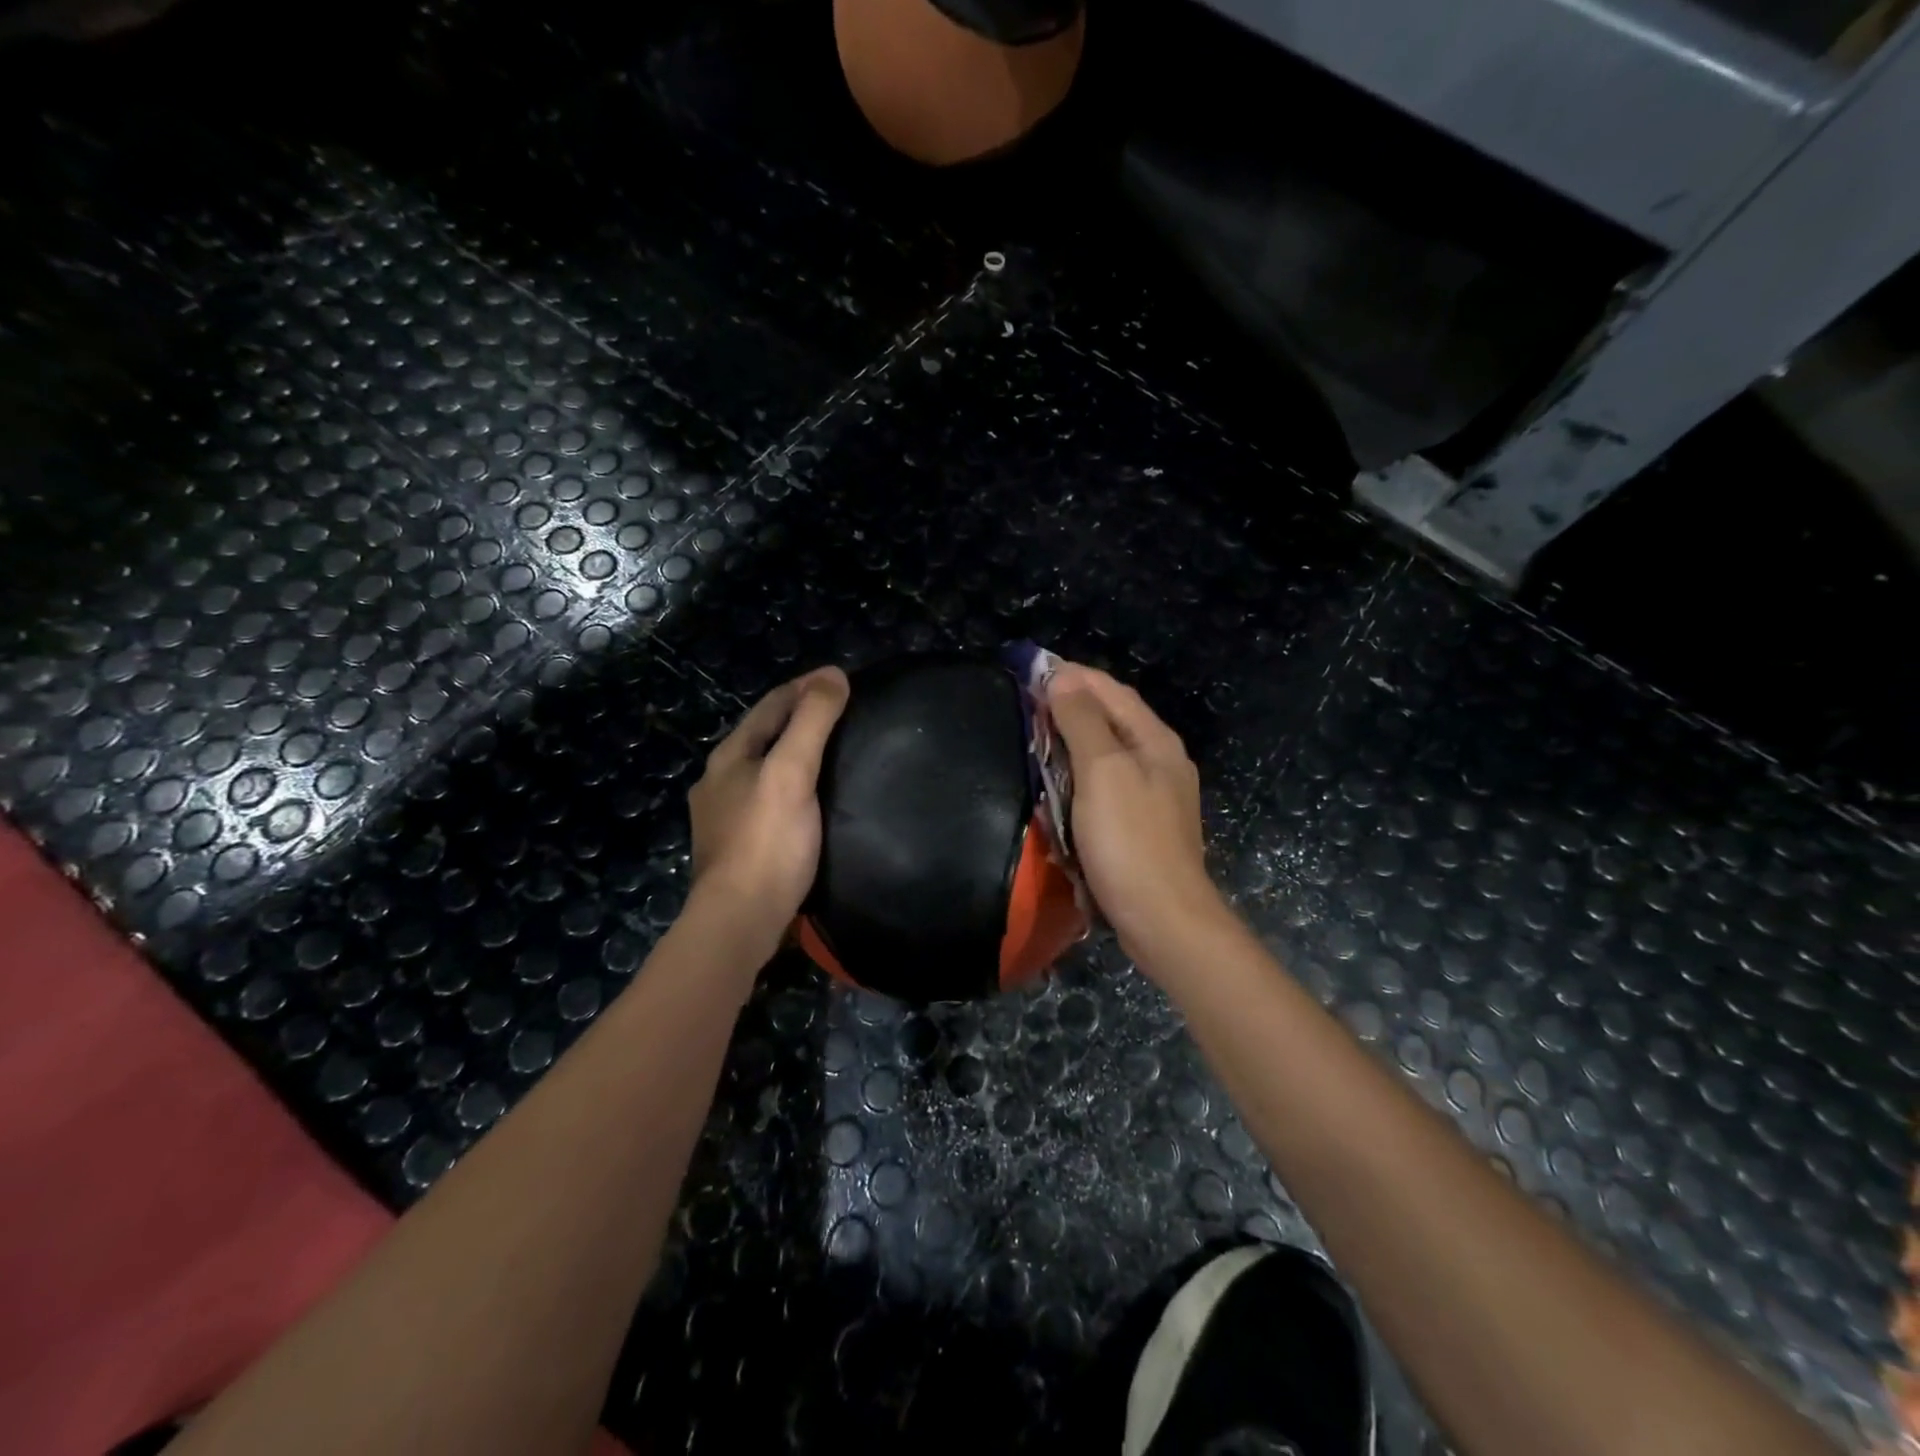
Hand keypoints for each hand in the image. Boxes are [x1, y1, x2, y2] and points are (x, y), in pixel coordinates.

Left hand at [689, 667, 849, 941]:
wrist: (739, 921)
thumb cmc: (767, 843)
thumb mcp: (793, 773)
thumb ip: (812, 723)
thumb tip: (834, 675)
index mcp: (729, 756)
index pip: (771, 705)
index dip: (806, 686)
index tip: (842, 677)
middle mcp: (719, 780)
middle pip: (764, 734)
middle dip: (799, 716)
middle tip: (842, 710)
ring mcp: (723, 816)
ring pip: (764, 768)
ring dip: (794, 751)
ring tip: (832, 750)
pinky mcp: (737, 846)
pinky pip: (767, 798)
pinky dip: (791, 784)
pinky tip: (810, 798)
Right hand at [1048, 663, 1227, 965]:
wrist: (1163, 920)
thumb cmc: (1130, 840)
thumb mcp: (1103, 771)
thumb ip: (1083, 721)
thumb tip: (1063, 678)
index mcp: (1155, 740)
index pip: (1111, 691)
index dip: (1073, 675)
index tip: (1031, 669)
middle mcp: (1160, 761)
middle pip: (1112, 719)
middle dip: (1071, 705)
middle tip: (1027, 702)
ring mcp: (1154, 796)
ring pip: (1108, 753)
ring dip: (1074, 739)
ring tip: (1037, 735)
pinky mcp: (1142, 826)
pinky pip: (1106, 785)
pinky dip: (1080, 775)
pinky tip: (1059, 784)